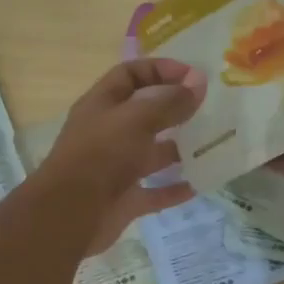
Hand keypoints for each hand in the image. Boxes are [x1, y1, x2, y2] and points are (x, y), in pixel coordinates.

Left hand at [43, 57, 204, 251]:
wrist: (71, 214)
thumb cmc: (101, 155)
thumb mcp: (137, 119)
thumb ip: (169, 102)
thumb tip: (199, 83)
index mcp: (102, 105)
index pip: (131, 74)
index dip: (161, 69)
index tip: (194, 76)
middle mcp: (108, 133)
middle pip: (145, 113)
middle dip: (176, 109)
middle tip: (211, 108)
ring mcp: (116, 168)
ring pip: (152, 153)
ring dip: (180, 150)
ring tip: (212, 145)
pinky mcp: (125, 199)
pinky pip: (155, 191)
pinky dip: (175, 188)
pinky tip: (200, 184)